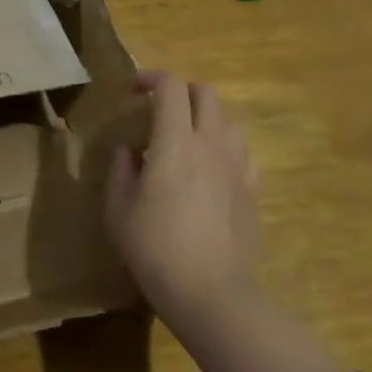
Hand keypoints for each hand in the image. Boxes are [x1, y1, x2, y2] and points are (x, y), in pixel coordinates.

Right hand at [105, 71, 260, 328]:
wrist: (212, 293)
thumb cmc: (155, 248)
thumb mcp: (118, 209)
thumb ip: (121, 170)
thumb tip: (131, 151)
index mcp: (175, 141)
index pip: (170, 86)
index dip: (150, 78)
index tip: (133, 90)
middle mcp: (211, 143)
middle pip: (205, 93)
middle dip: (180, 92)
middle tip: (159, 112)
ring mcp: (237, 167)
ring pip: (228, 120)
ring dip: (206, 119)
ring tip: (186, 140)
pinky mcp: (252, 191)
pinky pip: (243, 154)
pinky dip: (225, 150)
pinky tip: (211, 171)